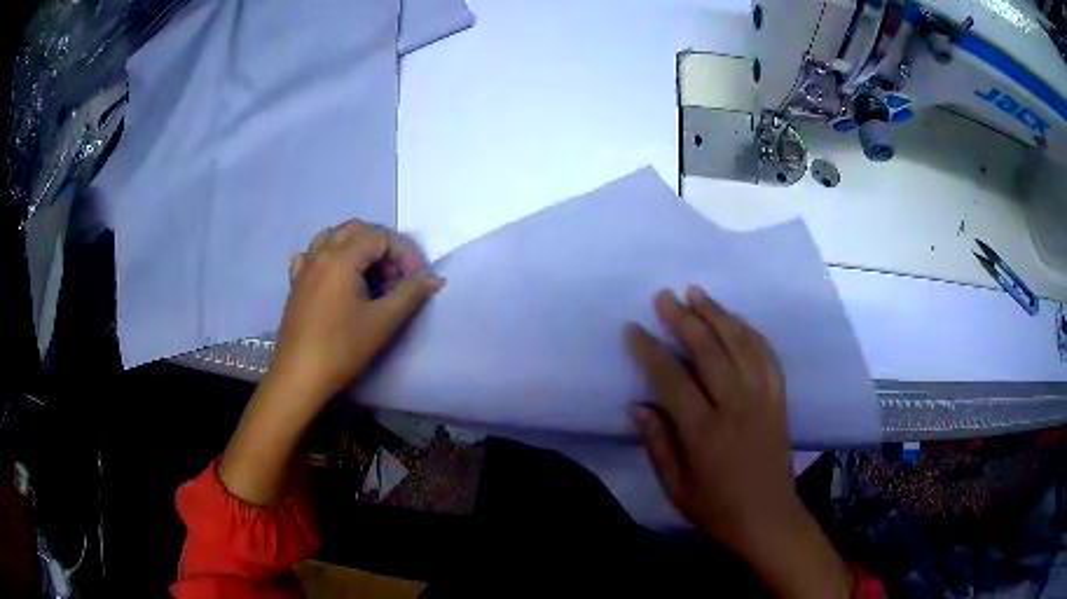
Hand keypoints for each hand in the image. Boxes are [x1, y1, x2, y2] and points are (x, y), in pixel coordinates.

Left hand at [271, 220, 443, 401]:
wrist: (299, 376)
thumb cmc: (342, 348)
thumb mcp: (383, 322)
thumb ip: (411, 294)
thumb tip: (434, 279)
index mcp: (342, 258)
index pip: (380, 237)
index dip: (405, 253)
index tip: (417, 279)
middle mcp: (321, 253)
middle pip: (357, 230)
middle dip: (383, 246)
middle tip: (397, 276)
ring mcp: (305, 266)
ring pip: (334, 237)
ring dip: (357, 247)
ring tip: (371, 275)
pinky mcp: (296, 283)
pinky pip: (313, 254)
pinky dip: (330, 256)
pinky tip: (336, 276)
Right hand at [628, 287, 851, 598]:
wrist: (769, 518)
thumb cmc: (717, 508)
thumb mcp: (676, 487)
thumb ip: (657, 444)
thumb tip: (638, 405)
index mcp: (705, 432)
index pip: (672, 379)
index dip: (650, 351)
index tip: (633, 329)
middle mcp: (736, 407)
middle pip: (709, 351)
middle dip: (684, 319)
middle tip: (664, 296)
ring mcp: (763, 399)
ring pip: (740, 344)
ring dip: (718, 315)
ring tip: (697, 293)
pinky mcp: (779, 398)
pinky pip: (767, 356)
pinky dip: (750, 332)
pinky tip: (736, 320)